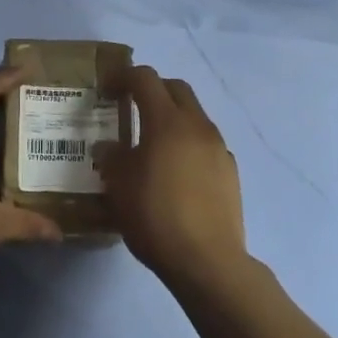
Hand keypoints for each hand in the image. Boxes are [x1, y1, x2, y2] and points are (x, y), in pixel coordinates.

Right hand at [99, 66, 247, 291]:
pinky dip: (188, 143)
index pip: (145, 79)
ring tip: (152, 143)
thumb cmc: (155, 216)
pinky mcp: (230, 170)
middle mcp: (197, 125)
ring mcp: (218, 147)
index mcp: (167, 121)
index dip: (124, 77)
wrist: (206, 260)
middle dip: (152, 89)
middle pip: (176, 89)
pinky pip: (205, 143)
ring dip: (172, 117)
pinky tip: (176, 172)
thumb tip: (108, 147)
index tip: (107, 88)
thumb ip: (111, 157)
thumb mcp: (118, 186)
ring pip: (194, 115)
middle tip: (131, 106)